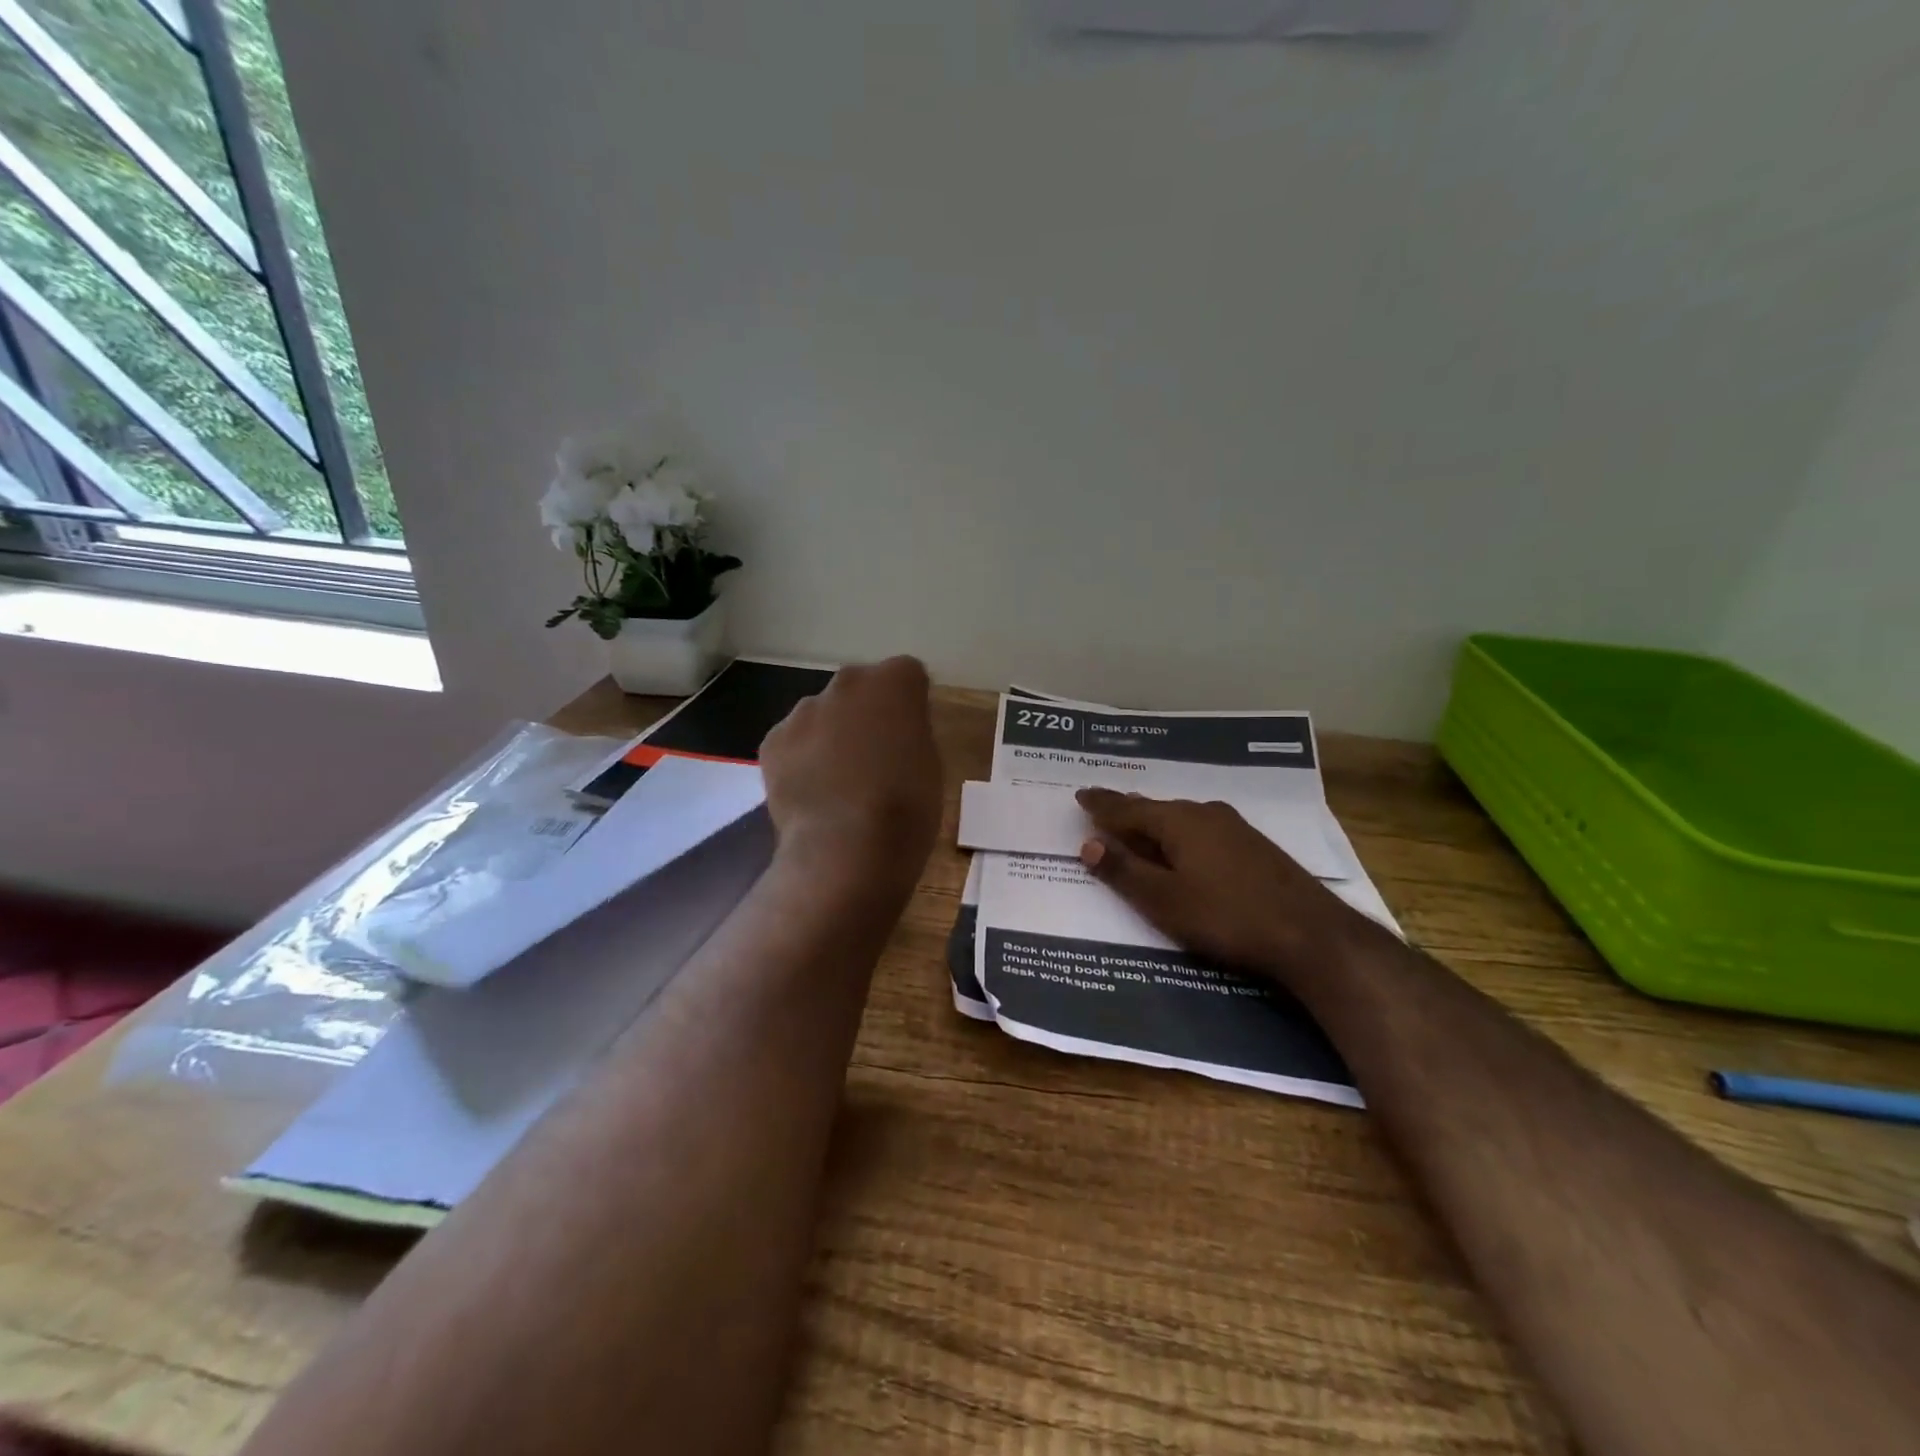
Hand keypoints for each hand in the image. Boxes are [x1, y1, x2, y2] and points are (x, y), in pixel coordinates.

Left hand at [760, 657, 943, 879]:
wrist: (845, 850)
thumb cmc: (906, 808)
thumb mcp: (931, 765)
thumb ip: (912, 734)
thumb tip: (895, 732)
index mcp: (894, 683)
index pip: (907, 675)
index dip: (909, 704)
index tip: (910, 734)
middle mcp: (846, 683)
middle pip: (859, 688)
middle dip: (866, 713)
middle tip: (874, 757)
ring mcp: (804, 710)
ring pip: (822, 714)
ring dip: (831, 735)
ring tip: (838, 783)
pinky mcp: (773, 741)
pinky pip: (794, 742)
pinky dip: (802, 760)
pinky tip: (812, 794)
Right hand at [1076, 789, 1367, 979]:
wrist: (1311, 934)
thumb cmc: (1226, 917)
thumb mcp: (1164, 901)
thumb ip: (1124, 871)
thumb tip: (1089, 844)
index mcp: (1178, 822)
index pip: (1127, 808)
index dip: (1102, 804)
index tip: (1081, 795)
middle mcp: (1204, 813)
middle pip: (1155, 809)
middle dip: (1127, 811)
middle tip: (1104, 810)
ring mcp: (1234, 827)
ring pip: (1181, 818)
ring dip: (1155, 824)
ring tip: (1138, 828)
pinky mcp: (1254, 845)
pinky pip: (1201, 829)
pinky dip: (1180, 835)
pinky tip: (1184, 847)